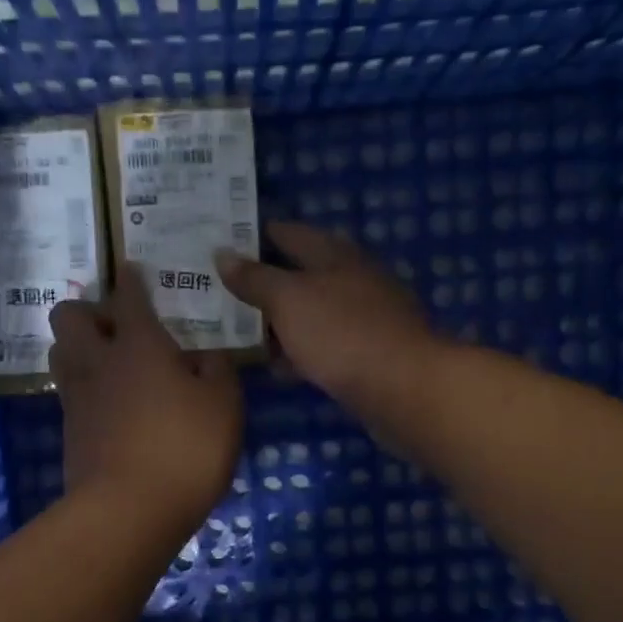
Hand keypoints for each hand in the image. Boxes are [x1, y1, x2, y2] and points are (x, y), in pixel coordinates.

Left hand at [49, 267, 241, 537]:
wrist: (129, 511)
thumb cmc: (185, 449)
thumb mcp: (224, 405)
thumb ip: (218, 370)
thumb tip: (204, 355)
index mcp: (139, 345)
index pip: (129, 297)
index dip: (132, 280)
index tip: (133, 270)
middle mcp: (99, 362)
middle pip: (69, 315)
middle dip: (89, 310)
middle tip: (119, 327)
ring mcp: (78, 398)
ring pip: (59, 351)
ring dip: (78, 346)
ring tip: (109, 362)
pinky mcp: (70, 432)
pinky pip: (69, 391)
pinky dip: (84, 386)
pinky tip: (109, 402)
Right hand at [217, 220, 441, 416]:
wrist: (403, 388)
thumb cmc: (341, 333)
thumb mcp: (289, 300)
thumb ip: (255, 278)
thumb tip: (222, 254)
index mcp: (335, 254)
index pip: (288, 233)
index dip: (254, 237)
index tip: (220, 246)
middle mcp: (352, 279)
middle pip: (300, 274)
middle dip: (263, 284)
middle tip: (219, 293)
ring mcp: (363, 318)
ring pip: (311, 313)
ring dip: (279, 322)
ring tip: (239, 333)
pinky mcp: (368, 354)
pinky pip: (324, 345)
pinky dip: (300, 352)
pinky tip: (278, 368)